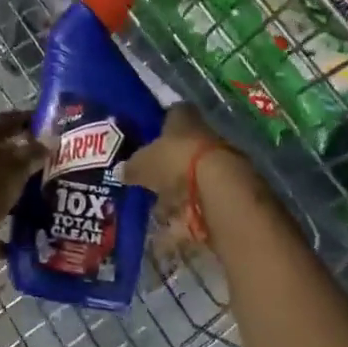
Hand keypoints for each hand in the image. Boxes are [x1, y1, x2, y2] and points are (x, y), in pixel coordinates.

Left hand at [0, 109, 49, 261]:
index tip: (53, 126)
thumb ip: (33, 154)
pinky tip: (28, 241)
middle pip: (4, 156)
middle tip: (58, 169)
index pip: (9, 121)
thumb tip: (50, 140)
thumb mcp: (15, 167)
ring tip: (49, 205)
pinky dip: (7, 232)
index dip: (29, 120)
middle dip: (29, 162)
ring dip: (19, 197)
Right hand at [121, 104, 251, 249]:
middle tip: (147, 182)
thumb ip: (132, 167)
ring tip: (157, 212)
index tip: (146, 140)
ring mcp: (218, 163)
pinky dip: (186, 218)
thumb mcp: (142, 163)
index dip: (159, 126)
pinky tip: (171, 231)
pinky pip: (200, 205)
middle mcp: (203, 135)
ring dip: (176, 195)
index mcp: (183, 119)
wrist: (219, 190)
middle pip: (182, 149)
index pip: (172, 115)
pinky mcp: (226, 191)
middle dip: (166, 167)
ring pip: (191, 178)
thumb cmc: (175, 162)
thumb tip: (122, 171)